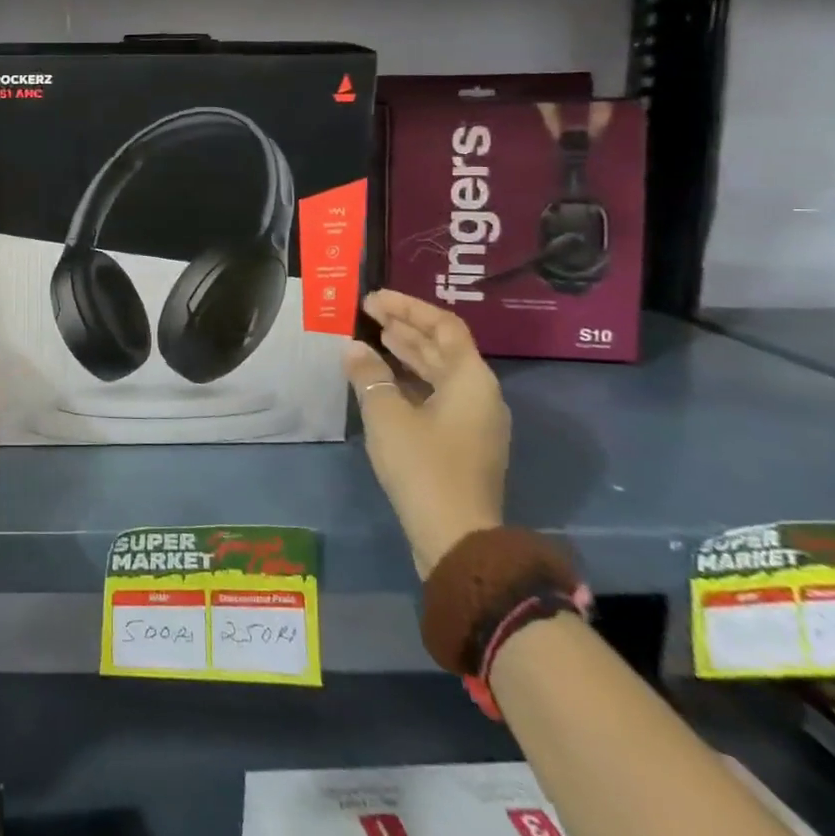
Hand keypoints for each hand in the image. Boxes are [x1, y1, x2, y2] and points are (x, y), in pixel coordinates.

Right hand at [345, 290, 509, 577]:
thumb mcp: (386, 414)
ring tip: (374, 338)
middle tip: (368, 313)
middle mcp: (480, 395)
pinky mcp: (462, 443)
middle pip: (444, 348)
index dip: (408, 308)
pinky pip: (437, 395)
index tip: (374, 299)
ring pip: (440, 373)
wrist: (455, 536)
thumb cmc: (423, 465)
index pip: (444, 326)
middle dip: (406, 327)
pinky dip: (411, 380)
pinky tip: (384, 380)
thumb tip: (354, 349)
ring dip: (408, 353)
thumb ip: (369, 375)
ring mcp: (474, 422)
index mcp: (471, 380)